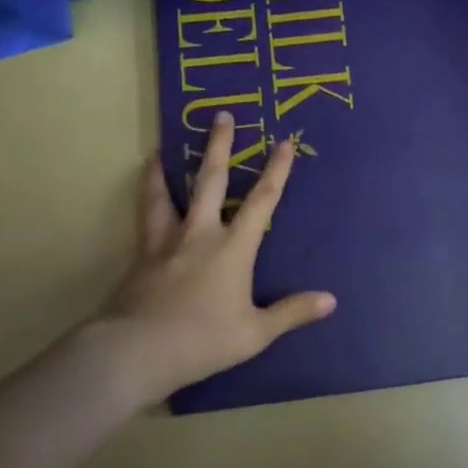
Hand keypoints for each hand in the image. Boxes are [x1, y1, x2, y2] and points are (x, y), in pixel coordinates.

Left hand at [86, 112, 335, 407]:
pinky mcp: (141, 257)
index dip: (276, 171)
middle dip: (220, 147)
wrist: (136, 351)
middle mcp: (200, 235)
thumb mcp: (255, 332)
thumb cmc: (202, 340)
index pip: (262, 201)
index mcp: (233, 248)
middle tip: (222, 116)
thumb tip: (331, 300)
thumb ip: (292, 312)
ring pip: (166, 195)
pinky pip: (145, 219)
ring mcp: (165, 243)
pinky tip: (143, 197)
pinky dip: (146, 201)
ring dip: (166, 170)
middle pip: (212, 181)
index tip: (283, 142)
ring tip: (159, 149)